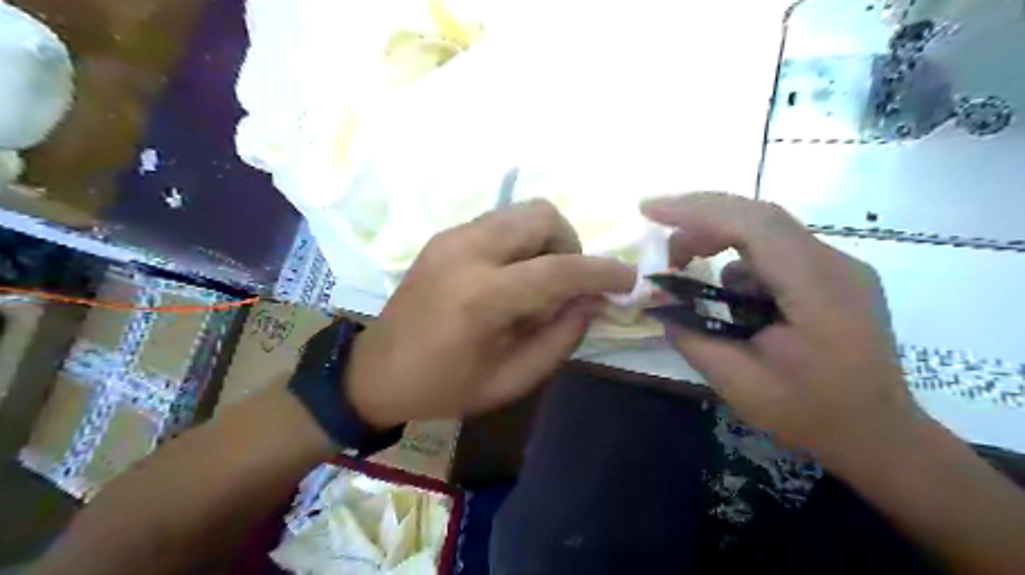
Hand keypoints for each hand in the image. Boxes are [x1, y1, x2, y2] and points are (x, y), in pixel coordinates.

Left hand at [343, 198, 637, 426]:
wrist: (374, 372)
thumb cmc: (444, 388)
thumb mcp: (510, 380)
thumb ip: (560, 338)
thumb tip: (594, 302)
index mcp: (482, 297)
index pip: (560, 269)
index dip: (602, 272)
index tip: (628, 279)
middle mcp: (467, 252)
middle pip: (541, 216)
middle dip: (570, 245)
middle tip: (567, 284)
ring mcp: (451, 238)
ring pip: (521, 212)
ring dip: (545, 241)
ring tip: (538, 281)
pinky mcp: (443, 237)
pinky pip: (499, 223)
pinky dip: (520, 242)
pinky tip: (510, 277)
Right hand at [638, 194, 922, 467]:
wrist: (878, 435)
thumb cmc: (811, 414)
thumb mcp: (738, 383)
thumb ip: (692, 337)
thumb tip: (659, 301)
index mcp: (817, 289)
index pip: (754, 225)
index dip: (697, 211)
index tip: (650, 210)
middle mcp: (834, 264)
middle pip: (759, 217)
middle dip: (700, 220)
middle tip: (661, 244)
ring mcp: (838, 267)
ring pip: (766, 231)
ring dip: (718, 240)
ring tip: (684, 267)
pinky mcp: (832, 276)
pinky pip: (776, 252)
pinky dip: (739, 261)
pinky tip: (728, 297)